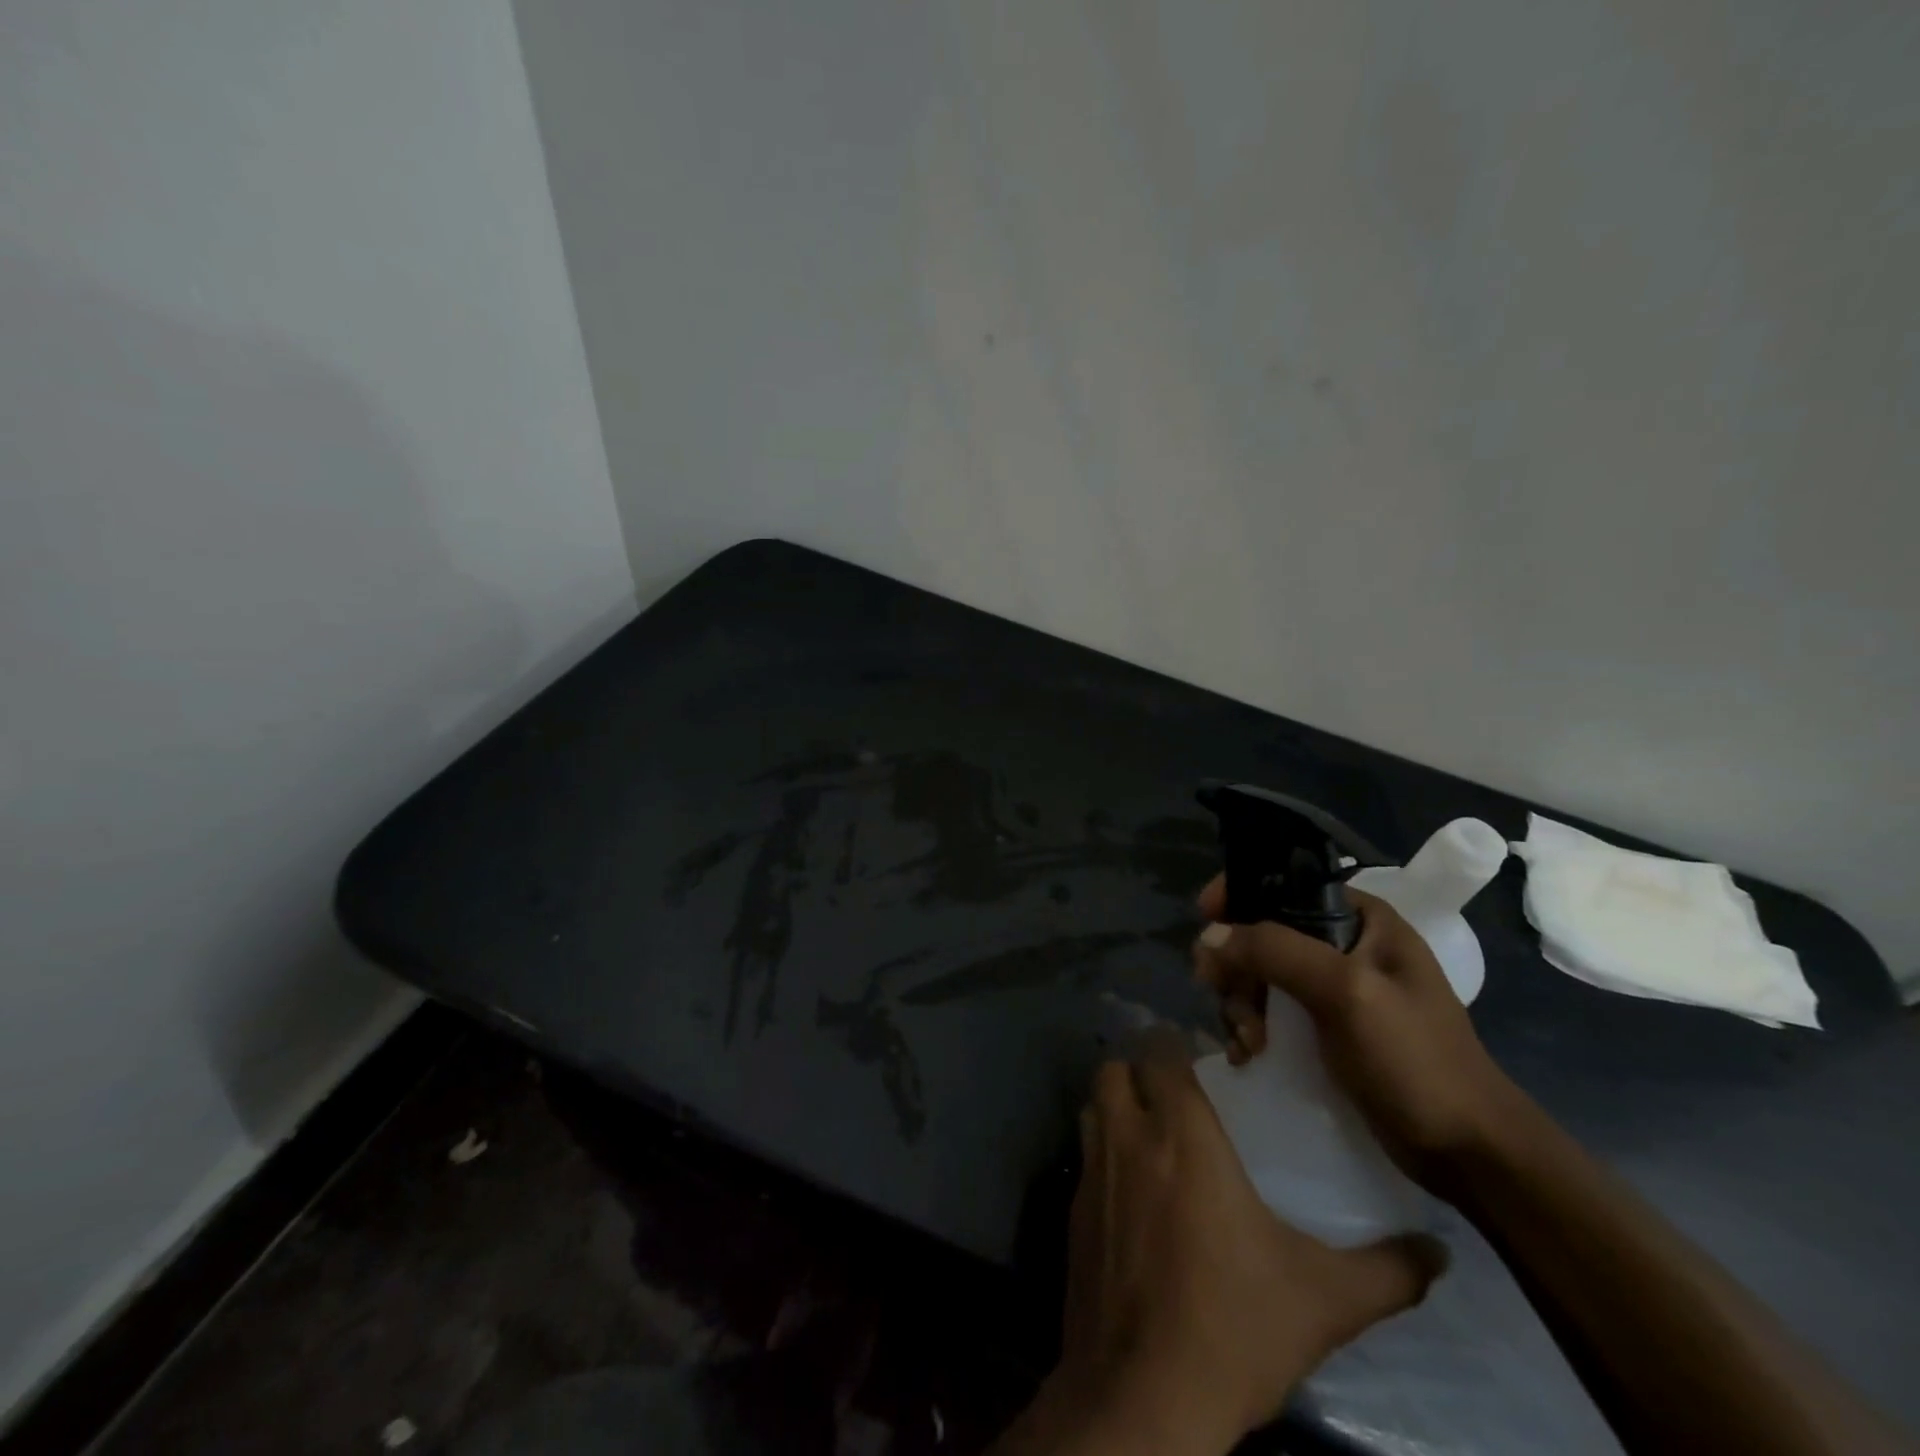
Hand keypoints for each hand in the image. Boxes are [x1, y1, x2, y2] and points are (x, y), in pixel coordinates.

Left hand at [1016, 1034, 1445, 1455]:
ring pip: (1092, 1107)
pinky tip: (1133, 1197)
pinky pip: (1083, 1158)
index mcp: (1181, 1137)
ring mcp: (1090, 1173)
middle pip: (1115, 1068)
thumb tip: (1439, 1252)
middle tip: (1175, 1097)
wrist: (1143, 1397)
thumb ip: (1386, 1271)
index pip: (1161, 1053)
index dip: (1176, 1049)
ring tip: (1152, 1135)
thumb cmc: (1233, 1328)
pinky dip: (1103, 1157)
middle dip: (1139, 1071)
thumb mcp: (1324, 1301)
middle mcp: (1128, 1139)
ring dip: (1116, 1107)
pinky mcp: (1071, 1212)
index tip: (1203, 1065)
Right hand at [1195, 876, 1523, 1190]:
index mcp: (1362, 919)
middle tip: (1224, 996)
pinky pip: (1269, 1010)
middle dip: (1236, 965)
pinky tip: (1247, 1054)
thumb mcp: (1346, 993)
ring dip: (1240, 1003)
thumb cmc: (1416, 1060)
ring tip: (1248, 1042)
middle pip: (1263, 933)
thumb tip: (1209, 935)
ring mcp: (1334, 990)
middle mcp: (1345, 945)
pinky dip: (1249, 1027)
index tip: (1205, 919)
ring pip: (1259, 974)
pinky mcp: (1324, 1029)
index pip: (1285, 884)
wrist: (1467, 1153)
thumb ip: (1276, 951)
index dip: (1240, 895)